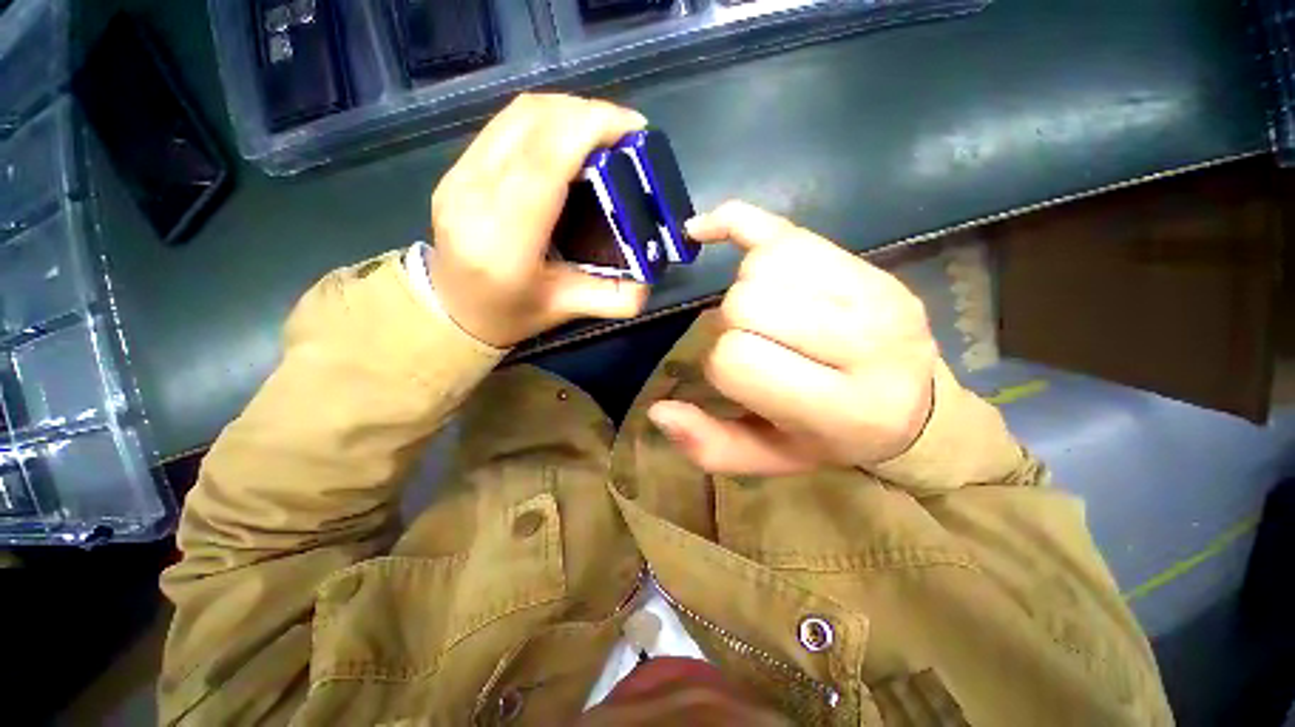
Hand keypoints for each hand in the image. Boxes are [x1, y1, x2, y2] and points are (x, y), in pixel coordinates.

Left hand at [429, 94, 650, 347]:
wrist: (453, 311)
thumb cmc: (511, 314)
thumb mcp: (566, 310)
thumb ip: (614, 297)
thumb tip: (652, 277)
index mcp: (504, 241)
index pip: (545, 162)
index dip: (590, 129)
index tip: (634, 128)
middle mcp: (474, 197)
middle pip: (532, 124)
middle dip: (587, 114)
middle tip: (626, 132)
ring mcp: (458, 176)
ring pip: (516, 115)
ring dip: (567, 110)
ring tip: (602, 131)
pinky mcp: (456, 168)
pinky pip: (505, 124)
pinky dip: (545, 119)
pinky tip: (568, 138)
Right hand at [647, 201, 937, 474]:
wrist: (918, 406)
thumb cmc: (833, 438)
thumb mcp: (770, 459)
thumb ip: (711, 446)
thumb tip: (659, 411)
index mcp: (839, 406)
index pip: (737, 358)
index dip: (720, 365)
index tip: (736, 376)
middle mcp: (865, 342)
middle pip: (748, 302)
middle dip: (731, 324)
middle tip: (751, 342)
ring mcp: (873, 290)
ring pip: (764, 264)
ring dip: (743, 289)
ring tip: (760, 313)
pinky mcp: (865, 261)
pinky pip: (787, 229)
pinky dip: (736, 224)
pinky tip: (706, 231)